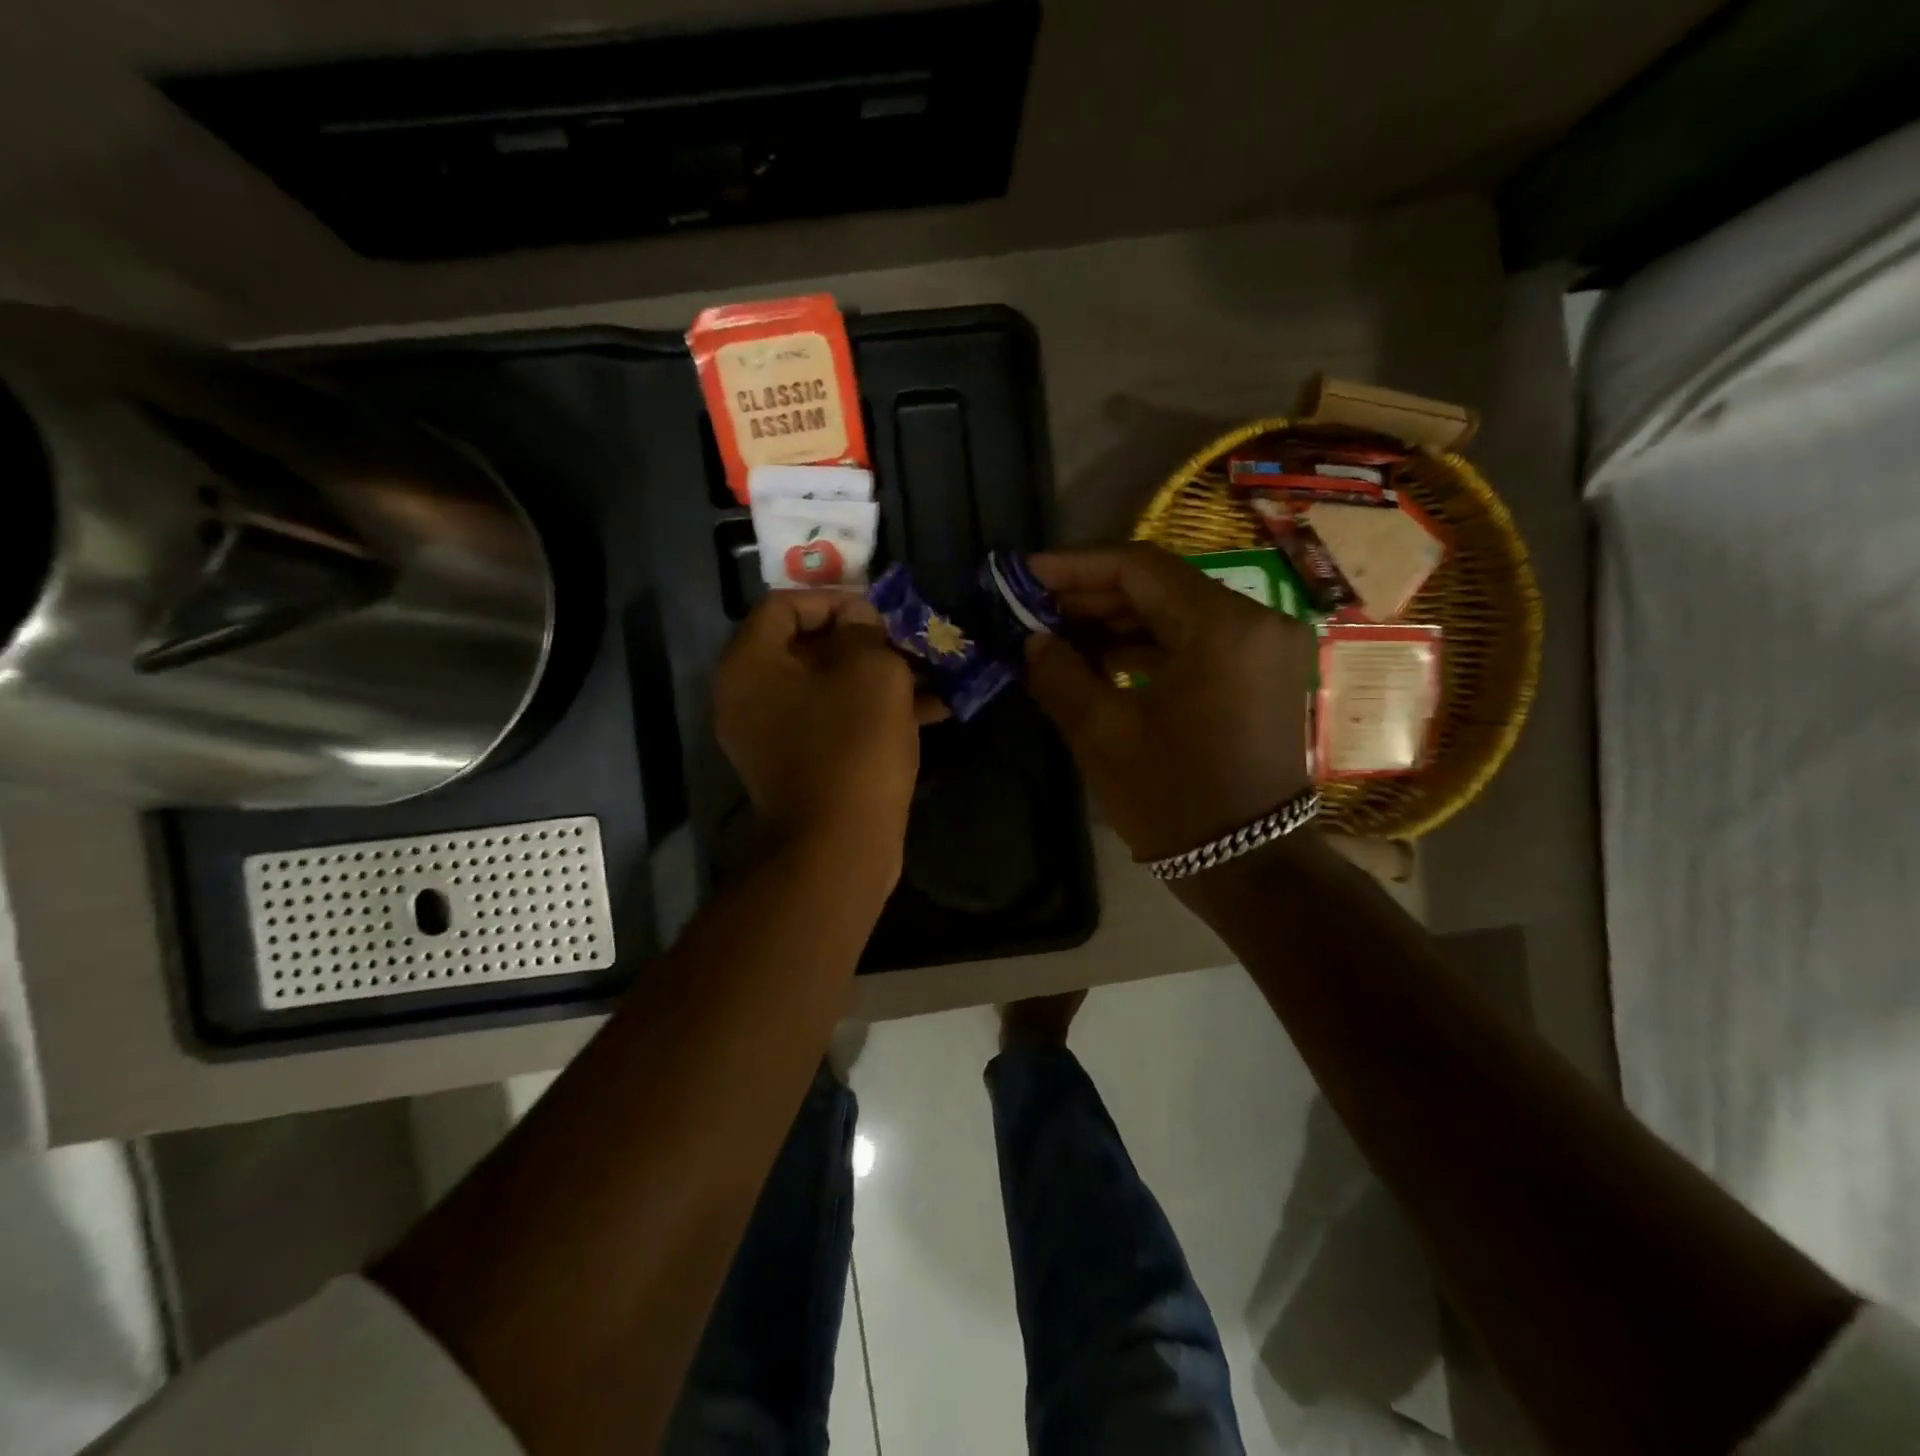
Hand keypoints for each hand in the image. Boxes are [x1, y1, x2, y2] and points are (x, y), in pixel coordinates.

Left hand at [714, 591, 927, 862]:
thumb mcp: (871, 672)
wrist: (840, 847)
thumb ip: (864, 632)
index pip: (783, 605)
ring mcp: (773, 736)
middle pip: (806, 647)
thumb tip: (858, 623)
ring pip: (828, 687)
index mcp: (750, 666)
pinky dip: (875, 712)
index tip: (879, 612)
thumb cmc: (853, 747)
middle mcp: (749, 698)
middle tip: (906, 640)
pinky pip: (835, 722)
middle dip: (864, 640)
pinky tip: (933, 709)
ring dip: (879, 676)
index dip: (834, 598)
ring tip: (931, 672)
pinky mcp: (801, 765)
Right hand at [1024, 544, 1313, 861]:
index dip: (1076, 566)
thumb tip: (1033, 641)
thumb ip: (1059, 673)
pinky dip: (1148, 646)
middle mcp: (1255, 622)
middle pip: (1161, 586)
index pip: (1140, 567)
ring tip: (1058, 634)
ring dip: (1117, 622)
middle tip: (1035, 607)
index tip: (1027, 573)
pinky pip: (1195, 642)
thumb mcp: (1102, 733)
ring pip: (1177, 613)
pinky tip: (1100, 659)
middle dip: (1093, 595)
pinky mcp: (1261, 675)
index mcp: (1223, 627)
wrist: (1248, 866)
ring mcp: (1264, 649)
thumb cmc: (1173, 799)